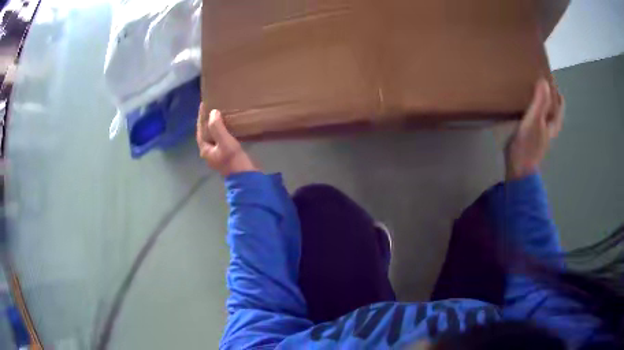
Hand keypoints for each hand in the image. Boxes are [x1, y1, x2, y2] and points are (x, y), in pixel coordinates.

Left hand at [196, 104, 257, 176]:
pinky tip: (228, 124)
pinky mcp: (226, 154)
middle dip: (207, 119)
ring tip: (219, 112)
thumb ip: (217, 127)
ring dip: (215, 124)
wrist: (246, 177)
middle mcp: (209, 151)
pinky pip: (221, 138)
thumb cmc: (234, 160)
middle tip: (211, 105)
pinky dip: (222, 129)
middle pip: (205, 132)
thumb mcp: (225, 142)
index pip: (201, 129)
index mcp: (205, 149)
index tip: (204, 103)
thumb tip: (213, 112)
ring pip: (213, 135)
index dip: (201, 116)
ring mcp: (217, 153)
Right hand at [505, 79, 563, 180]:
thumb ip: (540, 102)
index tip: (550, 80)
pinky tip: (524, 109)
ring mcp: (540, 135)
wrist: (518, 170)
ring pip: (544, 115)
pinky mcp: (530, 138)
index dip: (556, 93)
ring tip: (532, 92)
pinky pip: (534, 120)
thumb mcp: (535, 121)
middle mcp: (549, 129)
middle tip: (541, 84)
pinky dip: (531, 112)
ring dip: (540, 104)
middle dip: (549, 97)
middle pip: (553, 110)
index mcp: (553, 124)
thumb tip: (544, 81)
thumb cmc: (528, 146)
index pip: (559, 106)